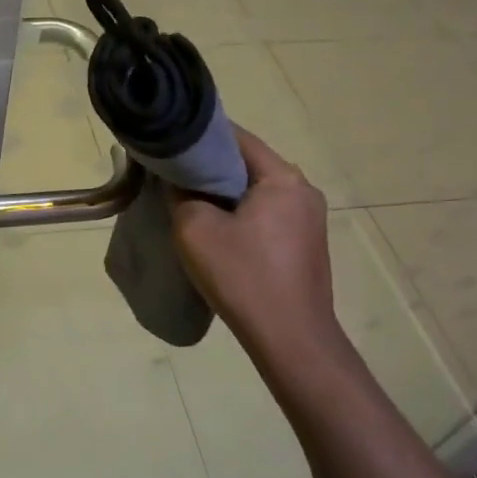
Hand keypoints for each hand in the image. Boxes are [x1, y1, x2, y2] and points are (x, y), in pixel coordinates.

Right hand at [171, 129, 342, 360]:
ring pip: (255, 189)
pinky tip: (216, 230)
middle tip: (172, 176)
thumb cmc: (243, 277)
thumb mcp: (194, 228)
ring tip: (188, 202)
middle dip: (209, 167)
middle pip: (247, 162)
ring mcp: (308, 218)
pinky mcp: (304, 243)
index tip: (168, 145)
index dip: (197, 136)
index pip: (235, 137)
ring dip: (223, 192)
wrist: (291, 341)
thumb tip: (177, 180)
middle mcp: (303, 189)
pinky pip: (265, 212)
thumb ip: (180, 193)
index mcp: (283, 177)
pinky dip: (239, 212)